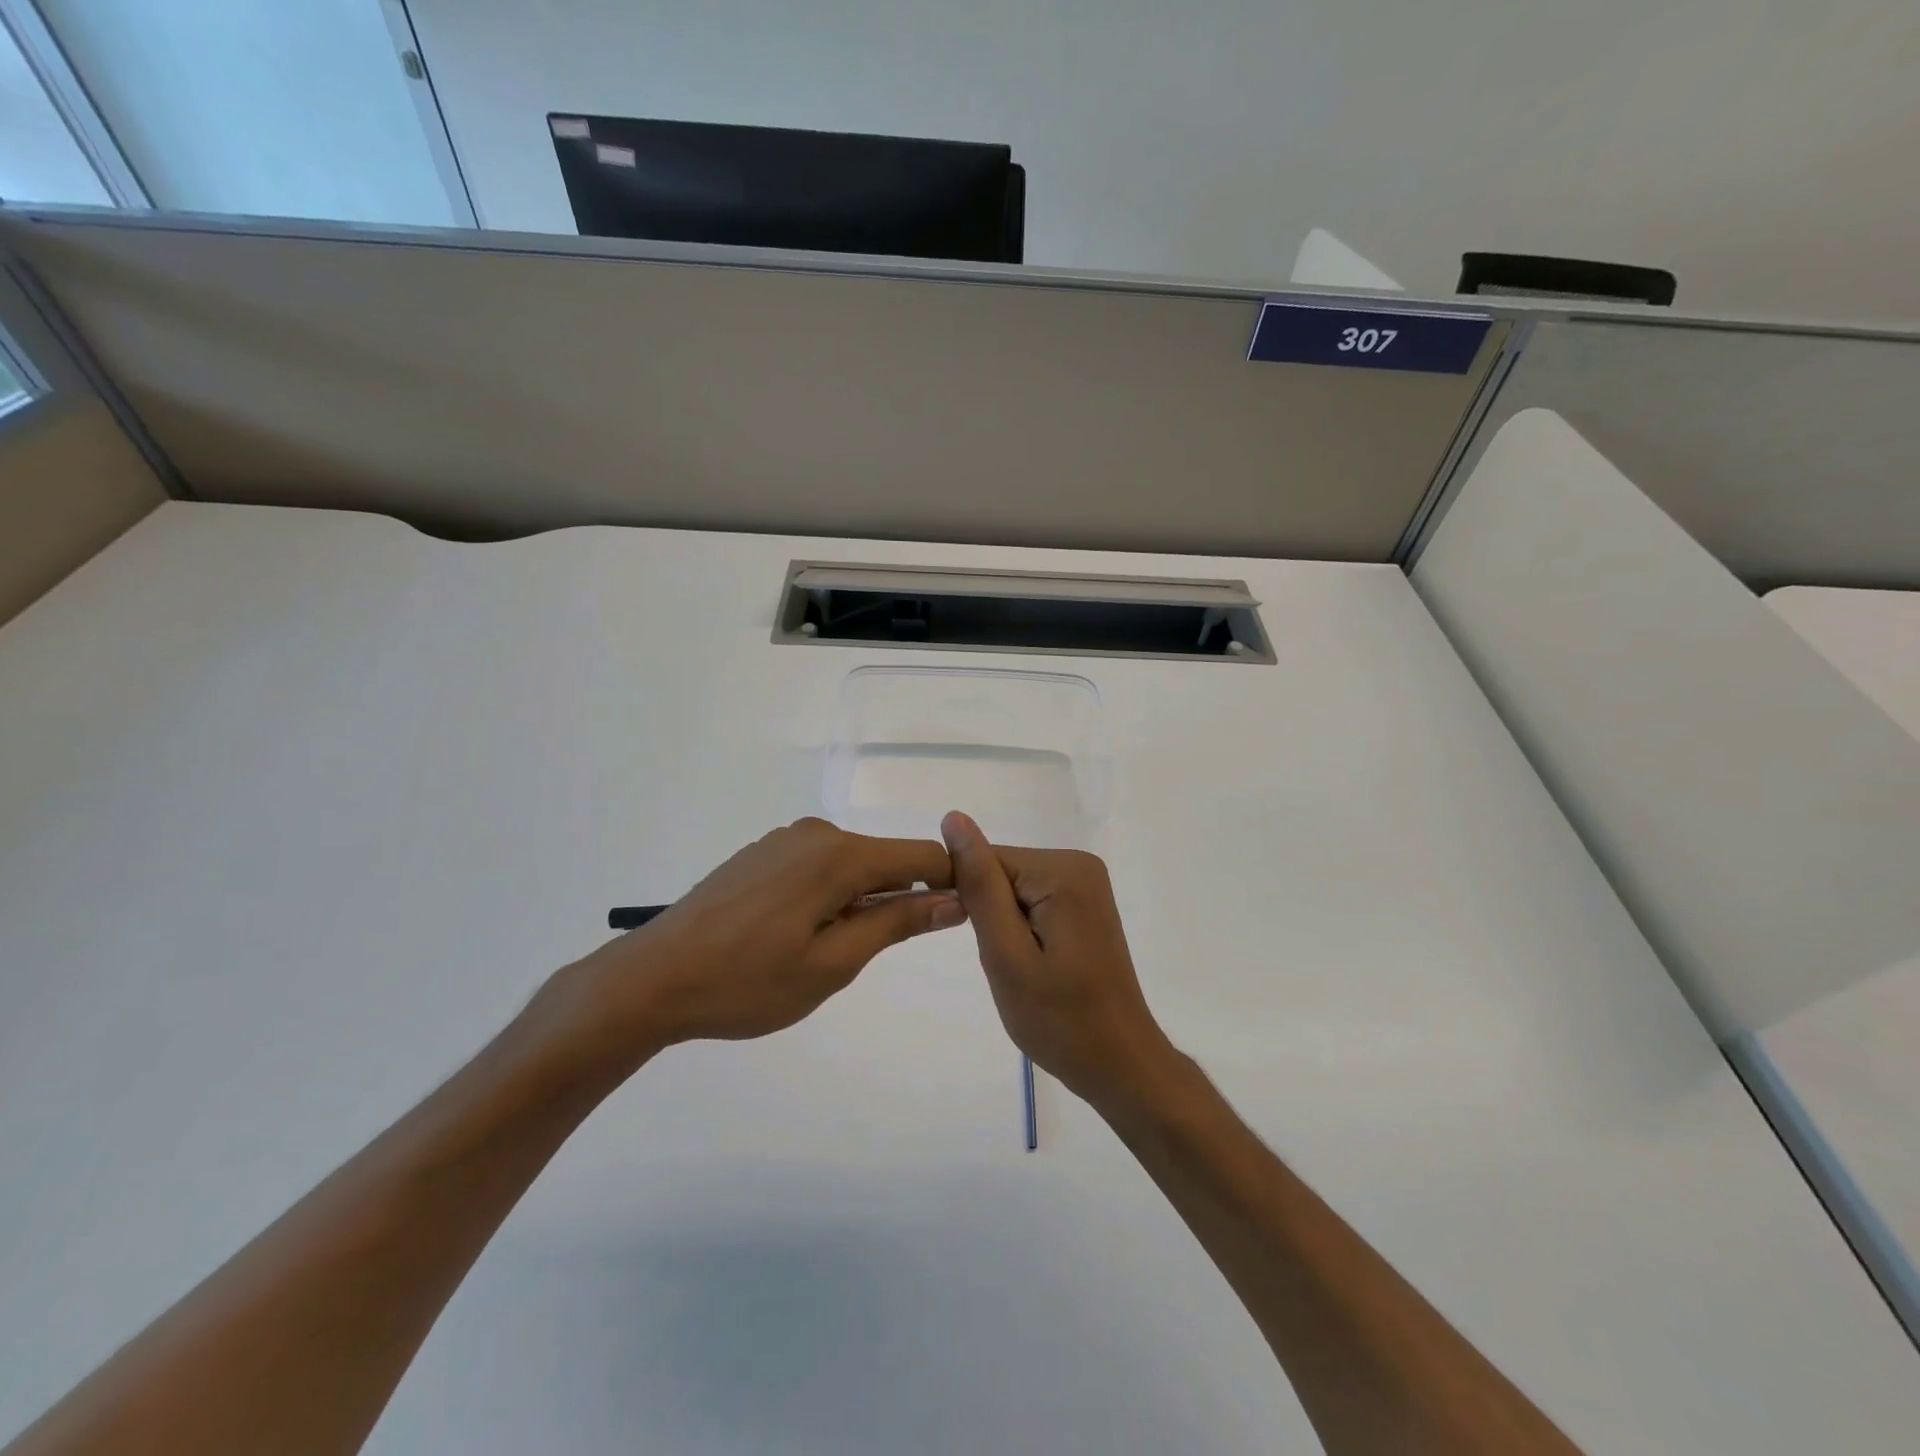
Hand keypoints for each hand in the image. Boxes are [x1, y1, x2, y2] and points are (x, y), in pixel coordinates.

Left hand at [544, 818, 965, 1070]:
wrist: (652, 979)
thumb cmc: (748, 982)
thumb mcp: (833, 963)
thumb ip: (897, 922)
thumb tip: (955, 899)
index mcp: (839, 855)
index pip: (920, 857)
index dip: (949, 883)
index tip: (963, 917)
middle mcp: (816, 833)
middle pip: (885, 860)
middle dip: (900, 898)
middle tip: (876, 956)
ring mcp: (784, 841)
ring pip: (850, 865)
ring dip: (861, 901)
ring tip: (829, 953)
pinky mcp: (761, 854)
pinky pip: (818, 866)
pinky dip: (829, 894)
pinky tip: (798, 934)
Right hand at [941, 811, 1173, 1112]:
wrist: (1118, 1063)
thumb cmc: (1059, 1020)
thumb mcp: (1006, 955)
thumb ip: (980, 885)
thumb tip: (954, 819)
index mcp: (1063, 871)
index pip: (986, 861)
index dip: (969, 902)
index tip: (987, 947)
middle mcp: (1079, 864)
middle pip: (1002, 872)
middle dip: (992, 917)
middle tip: (1012, 968)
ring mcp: (1086, 883)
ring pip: (1013, 889)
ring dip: (1005, 927)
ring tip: (1025, 970)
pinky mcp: (1085, 903)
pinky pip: (1032, 901)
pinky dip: (1022, 931)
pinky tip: (1039, 964)